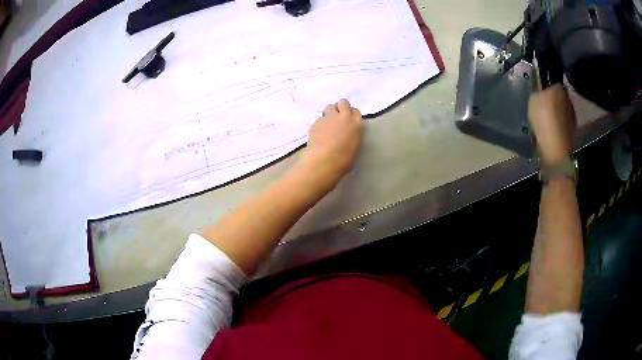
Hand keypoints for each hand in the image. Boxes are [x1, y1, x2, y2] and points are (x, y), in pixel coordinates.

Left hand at [298, 99, 363, 187]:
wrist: (324, 161)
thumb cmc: (344, 160)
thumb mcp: (355, 146)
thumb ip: (352, 135)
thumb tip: (347, 134)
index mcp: (356, 124)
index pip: (355, 111)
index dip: (350, 114)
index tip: (348, 121)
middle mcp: (344, 117)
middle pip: (342, 102)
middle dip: (340, 107)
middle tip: (337, 118)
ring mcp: (329, 117)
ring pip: (329, 107)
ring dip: (329, 113)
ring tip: (327, 125)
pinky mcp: (316, 122)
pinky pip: (319, 119)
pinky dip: (319, 124)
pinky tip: (318, 134)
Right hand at [528, 84, 575, 165]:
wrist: (555, 147)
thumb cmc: (543, 119)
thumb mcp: (533, 100)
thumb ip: (538, 93)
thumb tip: (541, 91)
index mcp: (558, 87)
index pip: (552, 83)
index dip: (546, 87)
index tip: (540, 94)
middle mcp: (568, 99)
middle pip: (559, 97)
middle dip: (552, 101)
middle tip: (542, 108)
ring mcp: (572, 116)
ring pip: (562, 110)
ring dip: (556, 114)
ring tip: (546, 121)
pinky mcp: (572, 131)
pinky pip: (564, 124)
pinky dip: (558, 126)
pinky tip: (551, 132)